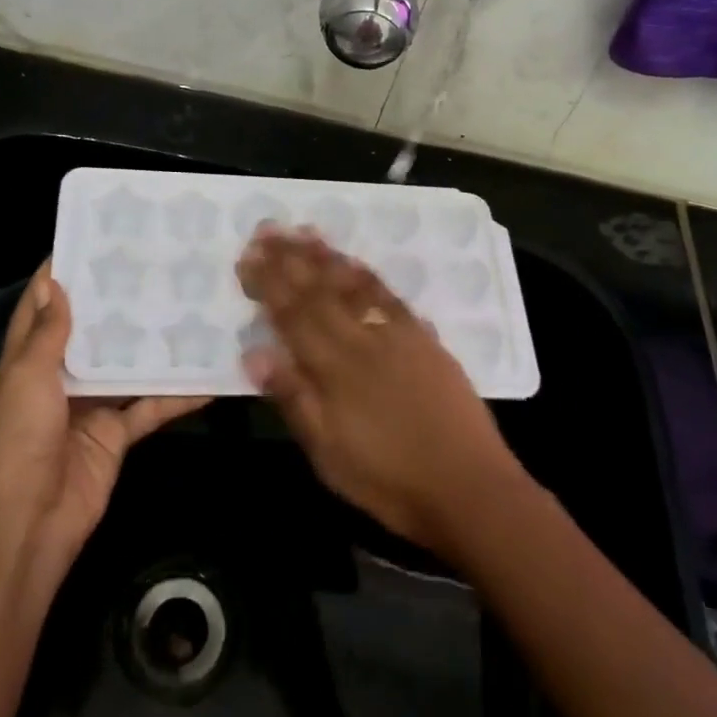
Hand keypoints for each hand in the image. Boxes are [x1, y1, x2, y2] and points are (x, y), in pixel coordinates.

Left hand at [0, 263, 208, 571]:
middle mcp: (58, 378)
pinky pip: (149, 408)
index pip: (40, 309)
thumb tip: (56, 284)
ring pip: (124, 367)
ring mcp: (90, 406)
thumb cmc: (20, 439)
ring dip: (149, 345)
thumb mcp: (27, 378)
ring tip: (185, 307)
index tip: (89, 241)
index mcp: (27, 361)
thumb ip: (47, 334)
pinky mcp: (116, 434)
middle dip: (114, 304)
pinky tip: (208, 378)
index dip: (59, 277)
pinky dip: (176, 397)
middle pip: (89, 334)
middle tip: (152, 268)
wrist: (31, 520)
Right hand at [235, 226, 525, 560]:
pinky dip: (367, 275)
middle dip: (291, 258)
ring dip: (327, 257)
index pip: (293, 314)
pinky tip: (355, 264)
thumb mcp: (328, 453)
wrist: (468, 487)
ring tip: (304, 232)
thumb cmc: (389, 479)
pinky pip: (390, 296)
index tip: (248, 256)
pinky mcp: (425, 339)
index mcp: (335, 367)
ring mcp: (398, 335)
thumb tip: (254, 352)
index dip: (268, 283)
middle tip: (268, 228)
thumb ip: (293, 398)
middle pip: (321, 291)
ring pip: (355, 285)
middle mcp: (365, 339)